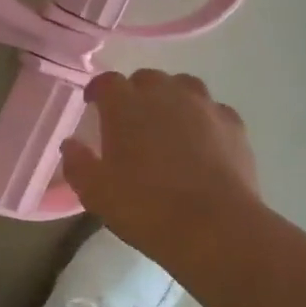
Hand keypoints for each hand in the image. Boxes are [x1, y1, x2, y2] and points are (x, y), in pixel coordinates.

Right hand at [62, 70, 260, 266]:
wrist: (215, 227)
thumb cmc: (145, 207)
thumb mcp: (95, 192)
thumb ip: (77, 163)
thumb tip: (71, 144)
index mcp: (126, 105)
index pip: (107, 81)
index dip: (98, 91)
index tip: (93, 105)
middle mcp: (165, 94)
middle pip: (147, 78)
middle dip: (135, 93)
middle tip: (130, 120)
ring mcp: (204, 106)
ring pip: (184, 86)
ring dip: (171, 98)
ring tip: (167, 123)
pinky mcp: (234, 124)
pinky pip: (213, 110)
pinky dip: (203, 118)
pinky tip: (201, 141)